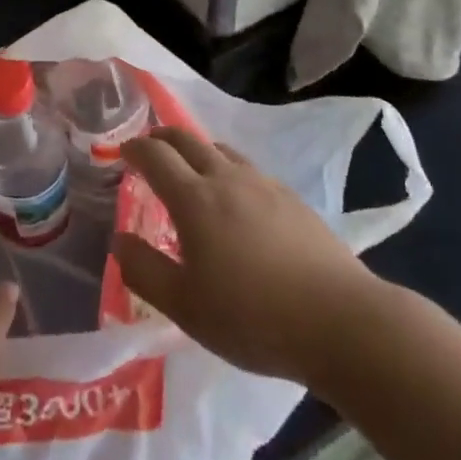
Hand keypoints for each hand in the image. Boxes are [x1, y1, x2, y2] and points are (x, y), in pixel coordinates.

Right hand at [113, 127, 382, 384]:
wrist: (340, 321)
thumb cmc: (253, 316)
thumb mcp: (184, 306)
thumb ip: (144, 270)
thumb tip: (119, 240)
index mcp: (194, 198)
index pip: (155, 155)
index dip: (135, 148)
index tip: (122, 151)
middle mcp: (226, 178)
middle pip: (187, 139)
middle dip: (162, 137)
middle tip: (150, 147)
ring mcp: (264, 184)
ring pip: (221, 150)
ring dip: (197, 150)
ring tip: (191, 169)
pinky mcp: (292, 199)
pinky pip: (248, 170)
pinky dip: (228, 170)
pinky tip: (237, 199)